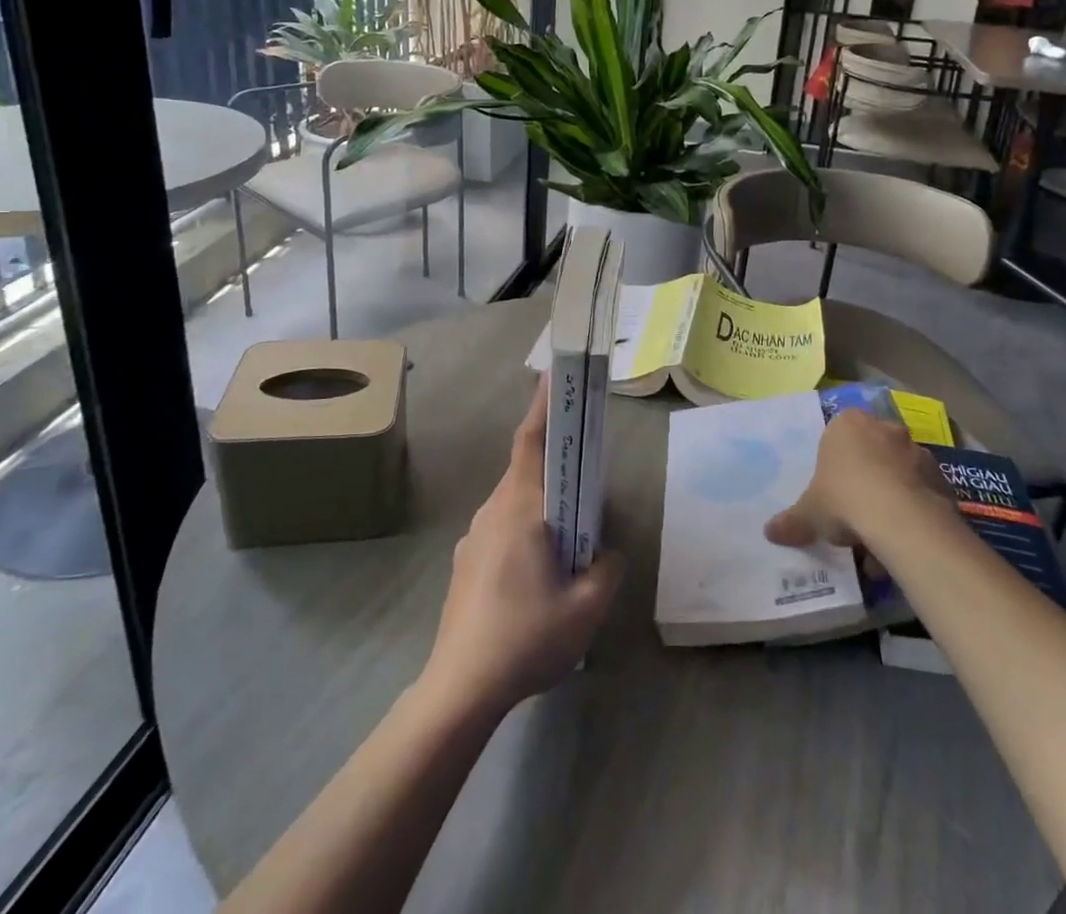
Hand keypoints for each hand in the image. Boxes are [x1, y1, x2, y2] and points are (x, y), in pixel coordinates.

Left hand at [423, 380, 623, 715]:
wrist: (458, 689)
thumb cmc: (525, 638)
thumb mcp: (586, 607)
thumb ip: (606, 569)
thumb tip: (606, 553)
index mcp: (519, 508)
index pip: (530, 442)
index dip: (542, 406)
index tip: (553, 376)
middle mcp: (492, 511)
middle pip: (525, 470)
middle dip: (554, 462)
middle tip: (584, 467)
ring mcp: (474, 537)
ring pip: (514, 503)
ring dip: (542, 504)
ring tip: (569, 534)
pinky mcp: (467, 563)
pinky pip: (502, 529)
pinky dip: (526, 531)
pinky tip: (539, 575)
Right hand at [765, 408, 951, 550]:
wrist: (902, 519)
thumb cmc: (845, 499)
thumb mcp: (809, 514)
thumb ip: (791, 521)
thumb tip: (769, 532)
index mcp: (847, 424)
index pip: (837, 436)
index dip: (835, 465)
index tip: (832, 492)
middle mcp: (884, 428)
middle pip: (871, 453)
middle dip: (865, 481)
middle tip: (854, 514)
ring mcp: (917, 450)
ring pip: (898, 474)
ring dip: (890, 499)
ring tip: (880, 540)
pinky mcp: (942, 476)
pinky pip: (921, 493)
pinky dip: (913, 512)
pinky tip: (903, 542)